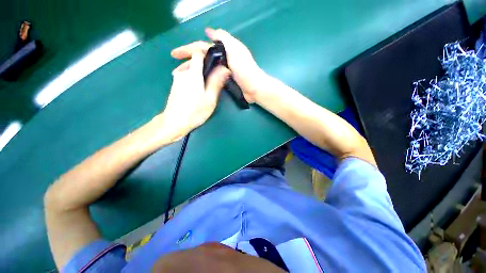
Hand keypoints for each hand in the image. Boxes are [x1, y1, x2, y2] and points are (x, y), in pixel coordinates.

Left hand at [161, 50, 229, 140]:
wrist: (174, 122)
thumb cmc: (194, 112)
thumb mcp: (210, 99)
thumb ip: (216, 83)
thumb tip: (225, 69)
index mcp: (193, 74)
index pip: (198, 53)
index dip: (207, 54)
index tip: (216, 61)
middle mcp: (183, 72)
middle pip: (194, 61)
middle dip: (206, 67)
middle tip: (215, 79)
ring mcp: (177, 78)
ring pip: (190, 69)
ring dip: (200, 74)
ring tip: (208, 86)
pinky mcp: (175, 84)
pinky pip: (186, 75)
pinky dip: (194, 78)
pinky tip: (198, 90)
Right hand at [171, 28, 266, 102]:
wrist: (254, 87)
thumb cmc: (244, 69)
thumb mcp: (235, 48)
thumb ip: (223, 38)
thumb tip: (209, 31)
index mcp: (222, 50)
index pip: (200, 47)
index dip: (187, 49)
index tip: (174, 54)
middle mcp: (221, 60)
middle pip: (200, 60)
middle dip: (187, 64)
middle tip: (175, 71)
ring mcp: (222, 72)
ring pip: (205, 70)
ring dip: (193, 74)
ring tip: (182, 80)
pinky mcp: (224, 82)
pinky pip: (211, 79)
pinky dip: (203, 81)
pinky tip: (196, 84)